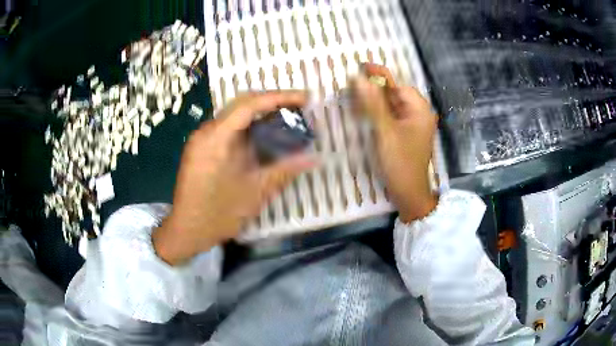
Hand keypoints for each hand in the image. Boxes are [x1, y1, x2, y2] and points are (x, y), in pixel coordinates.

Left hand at [153, 91, 315, 264]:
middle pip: (241, 103)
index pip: (250, 104)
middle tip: (299, 107)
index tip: (304, 98)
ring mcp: (202, 139)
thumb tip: (314, 158)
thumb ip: (284, 170)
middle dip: (272, 101)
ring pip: (235, 115)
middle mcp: (206, 131)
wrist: (187, 231)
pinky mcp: (202, 148)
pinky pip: (229, 129)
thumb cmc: (217, 215)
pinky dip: (249, 128)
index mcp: (216, 138)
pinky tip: (265, 136)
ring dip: (261, 114)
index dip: (279, 97)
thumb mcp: (255, 193)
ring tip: (287, 118)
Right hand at [352, 63, 437, 222]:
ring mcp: (412, 124)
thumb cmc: (400, 163)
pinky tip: (362, 113)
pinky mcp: (405, 133)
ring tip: (352, 99)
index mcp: (419, 110)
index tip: (360, 66)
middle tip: (350, 87)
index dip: (378, 76)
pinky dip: (377, 114)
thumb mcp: (385, 131)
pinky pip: (390, 117)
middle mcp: (418, 113)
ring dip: (372, 102)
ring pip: (391, 106)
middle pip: (394, 94)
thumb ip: (373, 104)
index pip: (397, 85)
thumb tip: (359, 79)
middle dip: (373, 90)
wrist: (409, 193)